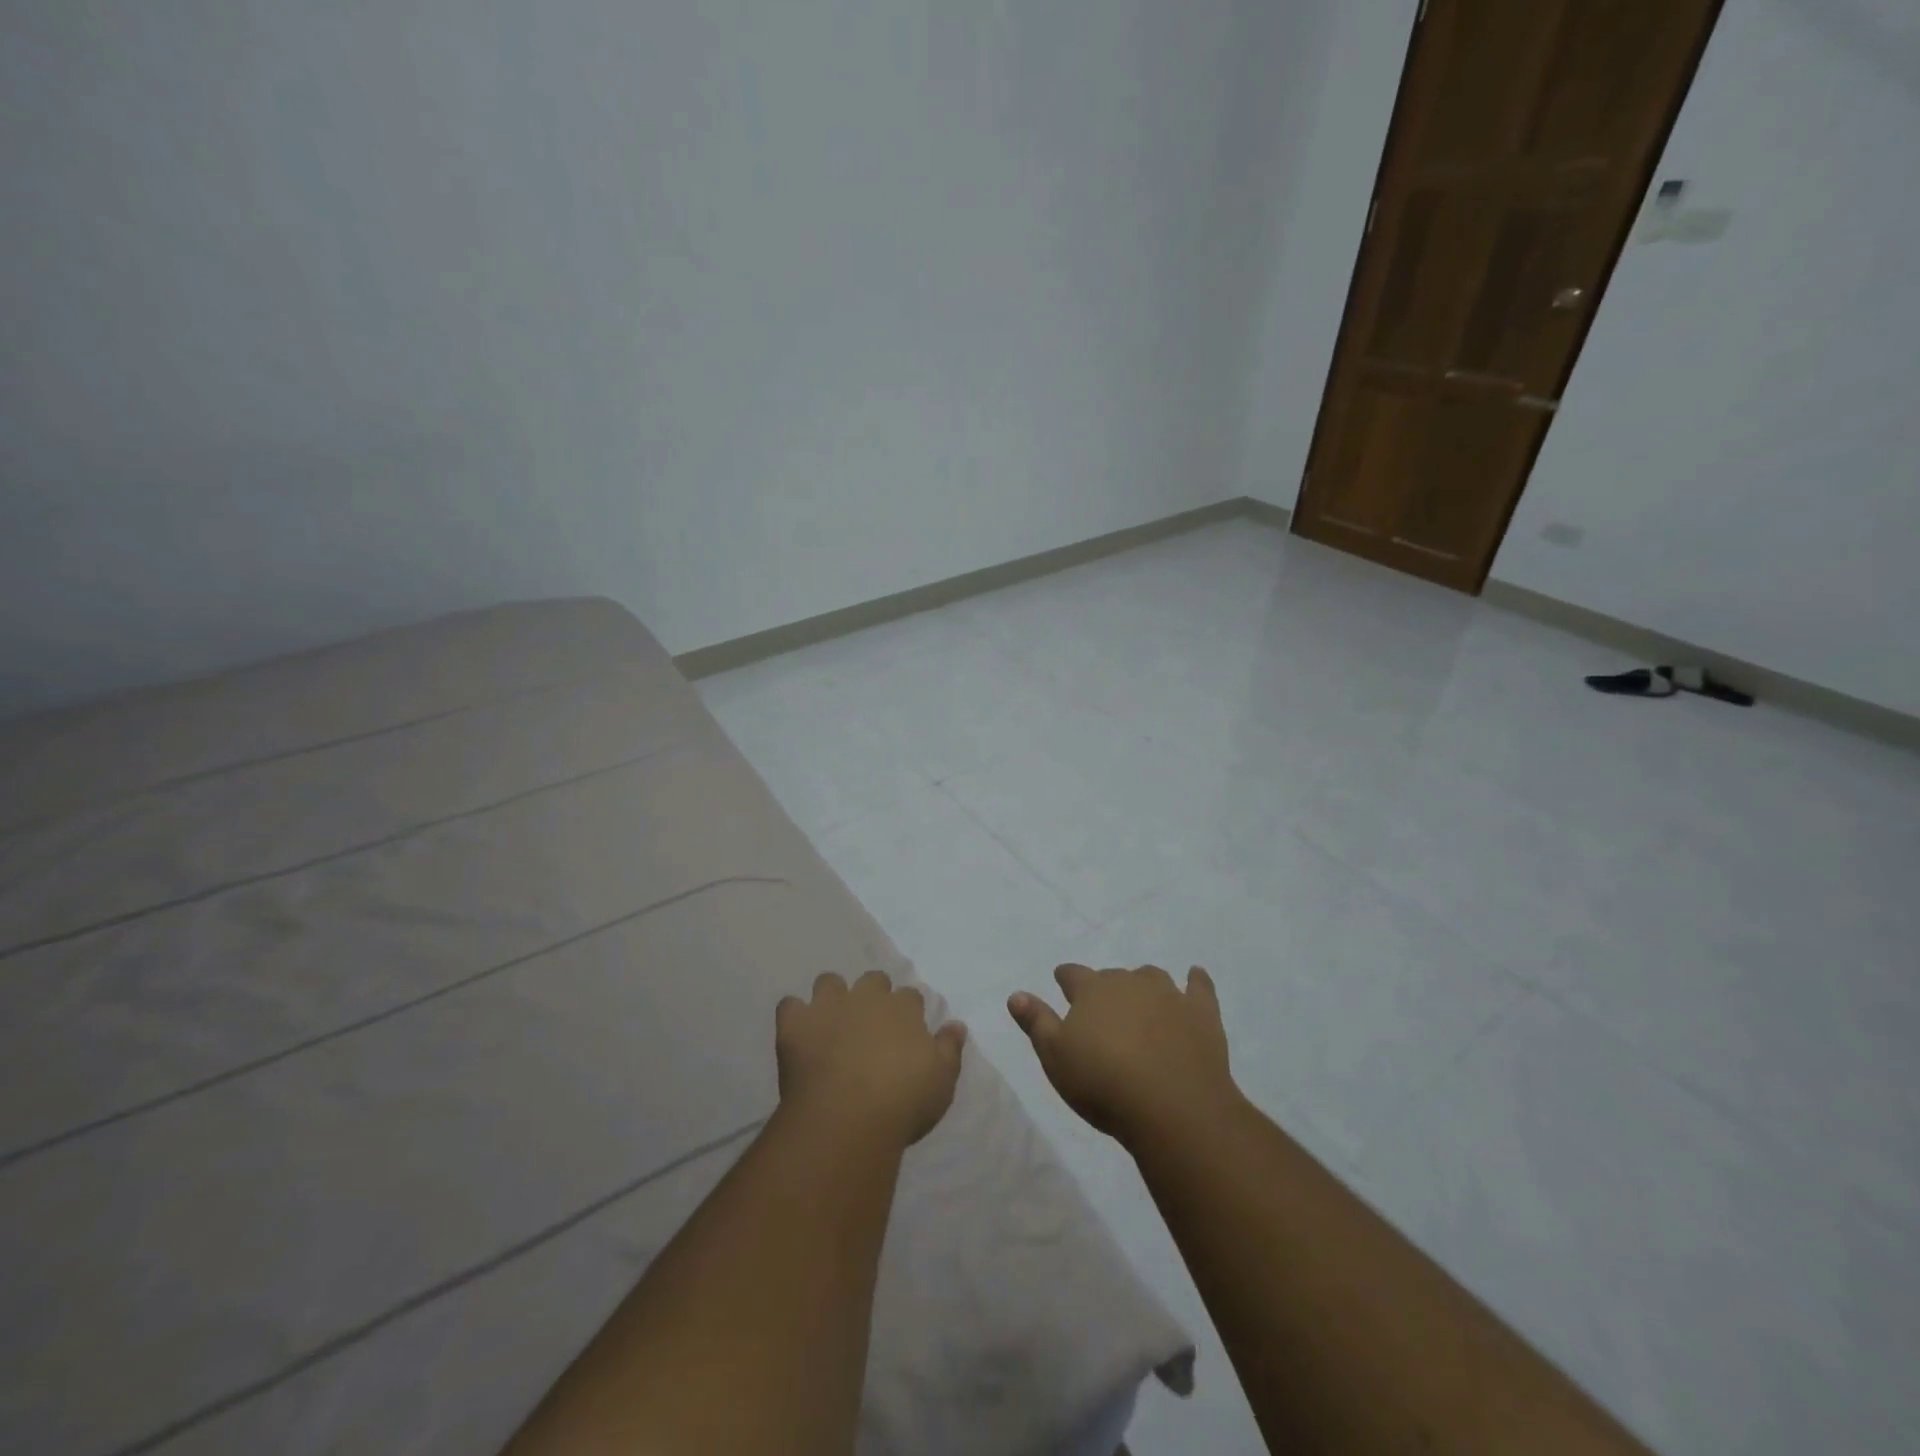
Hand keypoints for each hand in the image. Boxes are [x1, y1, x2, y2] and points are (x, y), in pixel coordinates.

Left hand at [776, 971, 966, 1147]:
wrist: (847, 1120)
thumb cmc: (902, 1103)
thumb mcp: (942, 1081)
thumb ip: (950, 1048)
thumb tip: (956, 1024)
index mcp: (903, 1009)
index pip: (909, 997)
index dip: (906, 1012)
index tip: (904, 1032)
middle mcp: (867, 998)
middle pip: (872, 980)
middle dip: (872, 995)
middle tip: (869, 1025)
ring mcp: (829, 1006)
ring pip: (829, 982)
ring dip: (831, 997)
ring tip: (830, 1023)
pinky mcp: (796, 1023)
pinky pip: (789, 1005)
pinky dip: (794, 1016)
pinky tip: (798, 1034)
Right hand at [1008, 964, 1241, 1148]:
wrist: (1172, 1106)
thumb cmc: (1103, 1083)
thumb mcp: (1056, 1057)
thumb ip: (1036, 1022)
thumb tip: (1016, 994)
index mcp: (1091, 990)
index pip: (1072, 975)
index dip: (1066, 980)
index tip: (1063, 985)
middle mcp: (1129, 982)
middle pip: (1112, 977)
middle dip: (1106, 989)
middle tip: (1103, 1014)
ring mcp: (1169, 995)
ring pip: (1152, 977)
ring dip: (1144, 986)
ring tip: (1141, 1002)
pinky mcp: (1201, 1013)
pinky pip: (1200, 987)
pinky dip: (1196, 981)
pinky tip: (1195, 977)